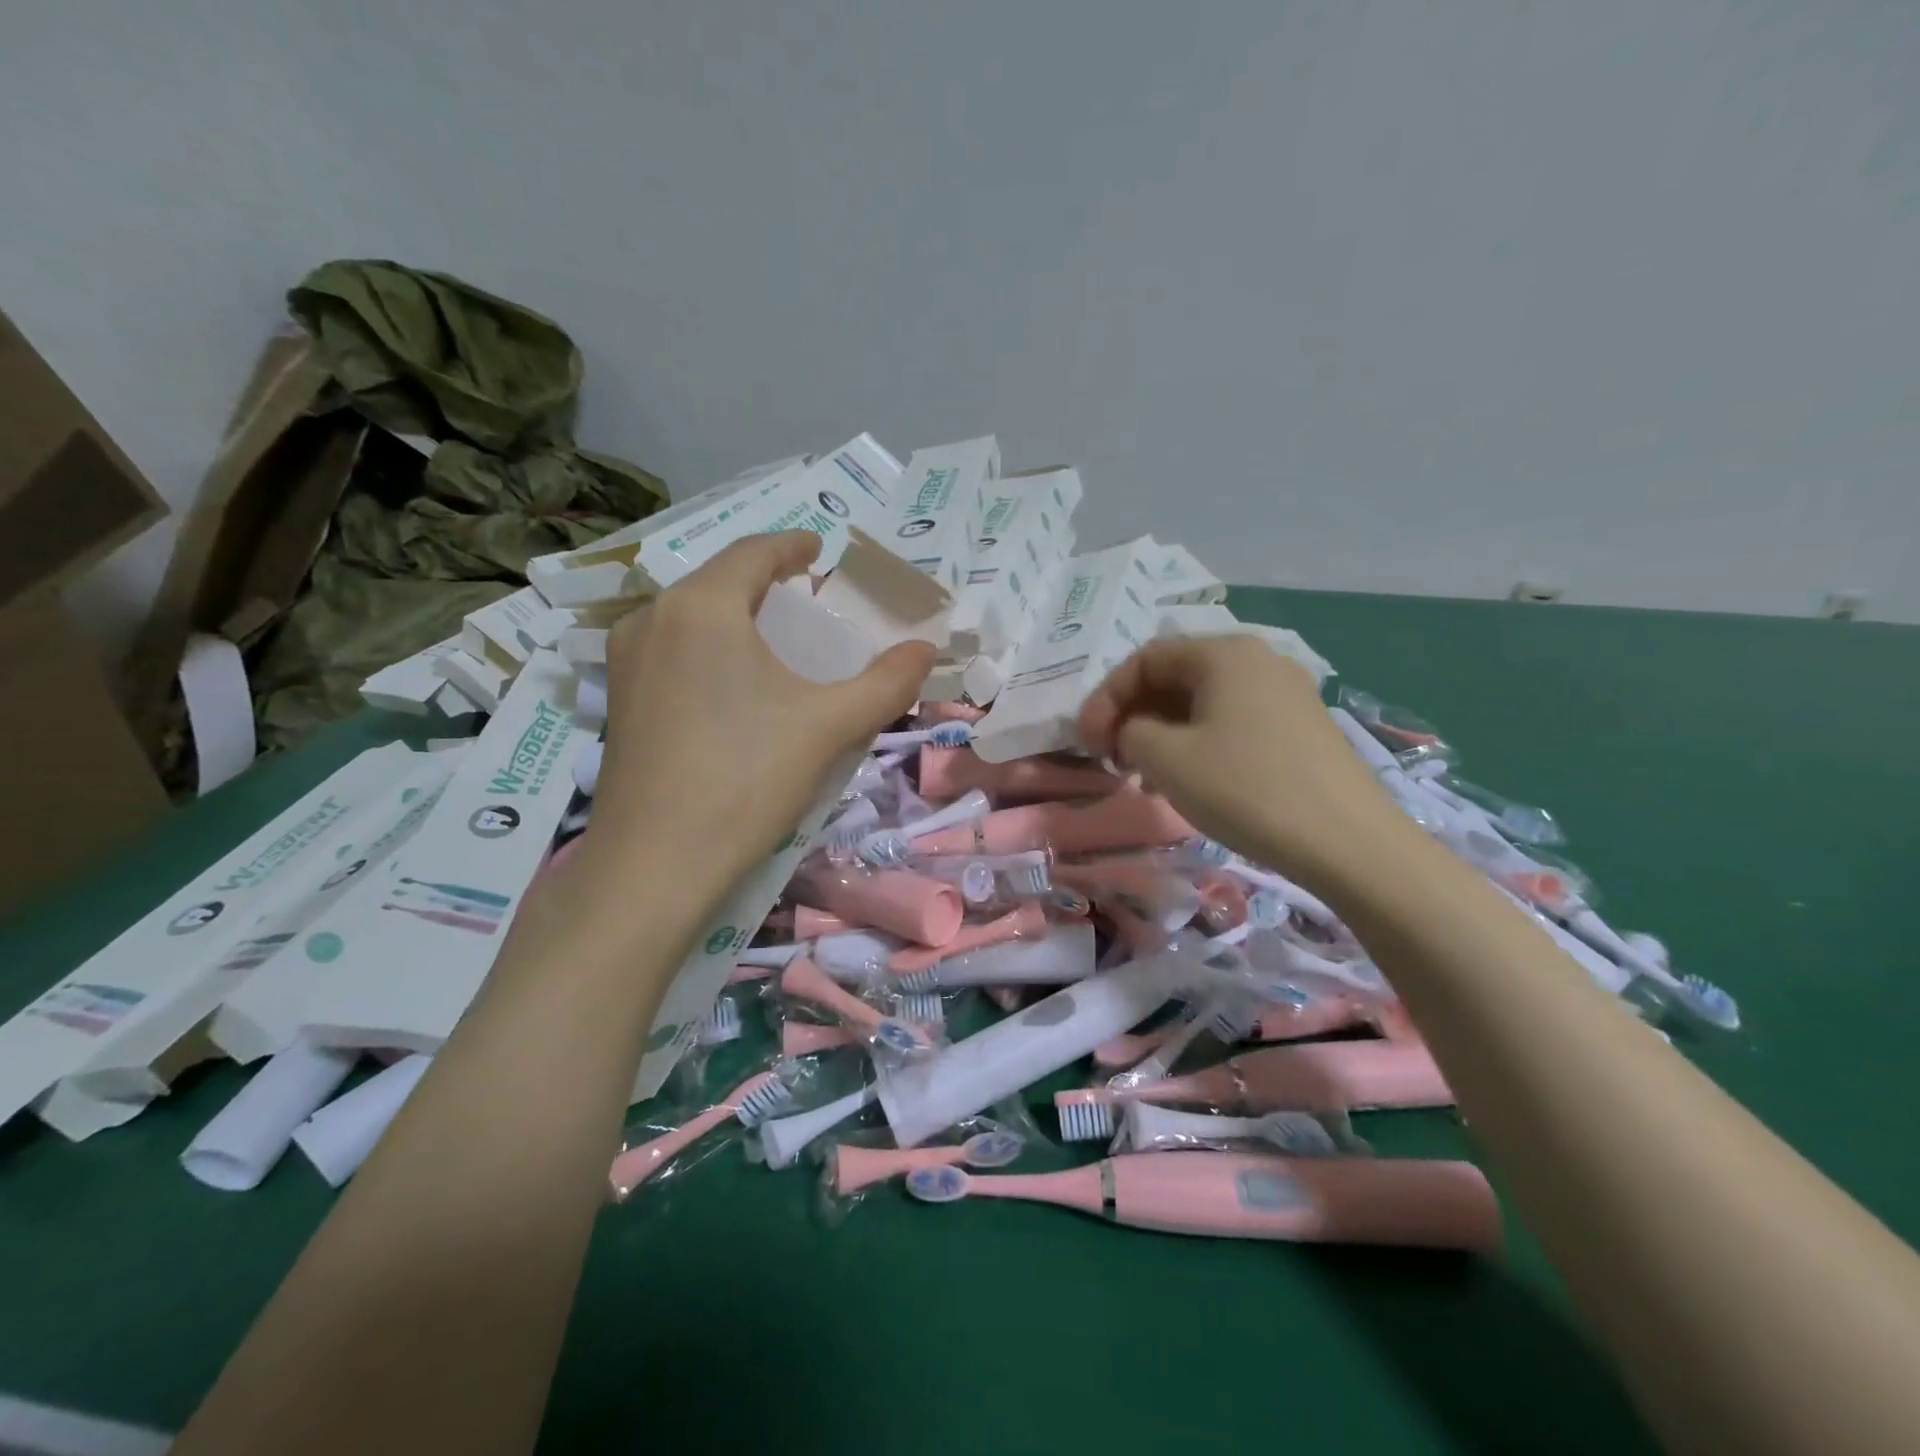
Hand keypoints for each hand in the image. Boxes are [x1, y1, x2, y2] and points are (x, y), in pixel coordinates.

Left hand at [591, 532, 933, 885]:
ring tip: (774, 640)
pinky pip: (672, 649)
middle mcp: (653, 619)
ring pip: (691, 616)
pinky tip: (732, 684)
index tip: (818, 551)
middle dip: (766, 584)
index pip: (753, 553)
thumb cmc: (746, 779)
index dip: (791, 546)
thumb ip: (886, 683)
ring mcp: (626, 661)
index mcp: (702, 607)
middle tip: (806, 599)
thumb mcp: (830, 726)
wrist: (655, 863)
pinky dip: (709, 647)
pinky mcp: (619, 700)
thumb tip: (925, 650)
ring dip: (735, 616)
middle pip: (719, 582)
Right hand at [1078, 636, 1410, 889]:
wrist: (1348, 842)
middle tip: (1113, 759)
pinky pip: (1232, 723)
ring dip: (1162, 734)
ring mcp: (1285, 694)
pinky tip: (1189, 782)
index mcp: (1224, 653)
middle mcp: (1257, 660)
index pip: (1145, 659)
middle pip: (1175, 677)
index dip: (1106, 698)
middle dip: (1133, 716)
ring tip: (1145, 777)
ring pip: (1203, 703)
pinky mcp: (1301, 728)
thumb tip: (1133, 732)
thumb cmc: (1245, 788)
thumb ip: (1130, 732)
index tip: (1087, 743)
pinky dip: (1197, 744)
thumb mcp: (1166, 758)